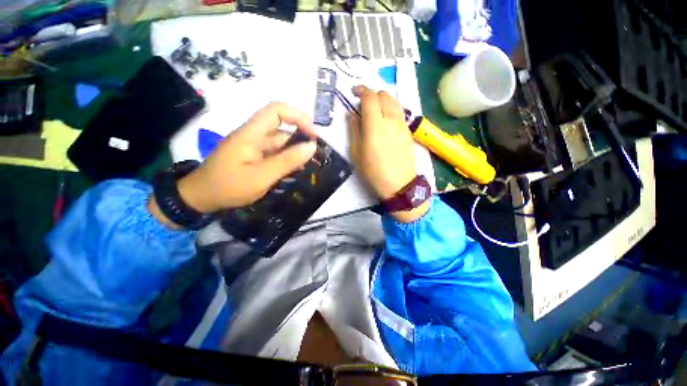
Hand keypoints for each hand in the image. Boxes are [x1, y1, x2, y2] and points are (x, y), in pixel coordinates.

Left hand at [167, 103, 315, 220]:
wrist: (201, 198)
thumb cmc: (228, 187)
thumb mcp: (262, 176)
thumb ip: (287, 161)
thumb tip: (312, 146)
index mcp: (252, 133)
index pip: (277, 110)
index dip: (299, 117)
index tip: (314, 136)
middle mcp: (254, 134)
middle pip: (282, 126)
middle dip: (301, 137)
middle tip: (315, 155)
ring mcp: (253, 145)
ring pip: (280, 141)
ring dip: (295, 150)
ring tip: (306, 165)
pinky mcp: (254, 155)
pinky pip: (275, 152)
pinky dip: (287, 158)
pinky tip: (294, 169)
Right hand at [350, 86, 428, 222]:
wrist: (398, 185)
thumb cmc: (373, 171)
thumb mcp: (356, 153)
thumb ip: (354, 130)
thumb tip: (352, 114)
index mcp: (375, 125)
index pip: (370, 97)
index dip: (361, 90)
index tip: (354, 92)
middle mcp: (391, 119)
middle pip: (384, 95)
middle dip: (372, 94)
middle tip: (363, 103)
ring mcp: (402, 124)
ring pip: (394, 101)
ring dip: (383, 99)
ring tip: (375, 109)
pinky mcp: (408, 131)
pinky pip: (400, 112)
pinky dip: (391, 108)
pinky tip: (386, 119)